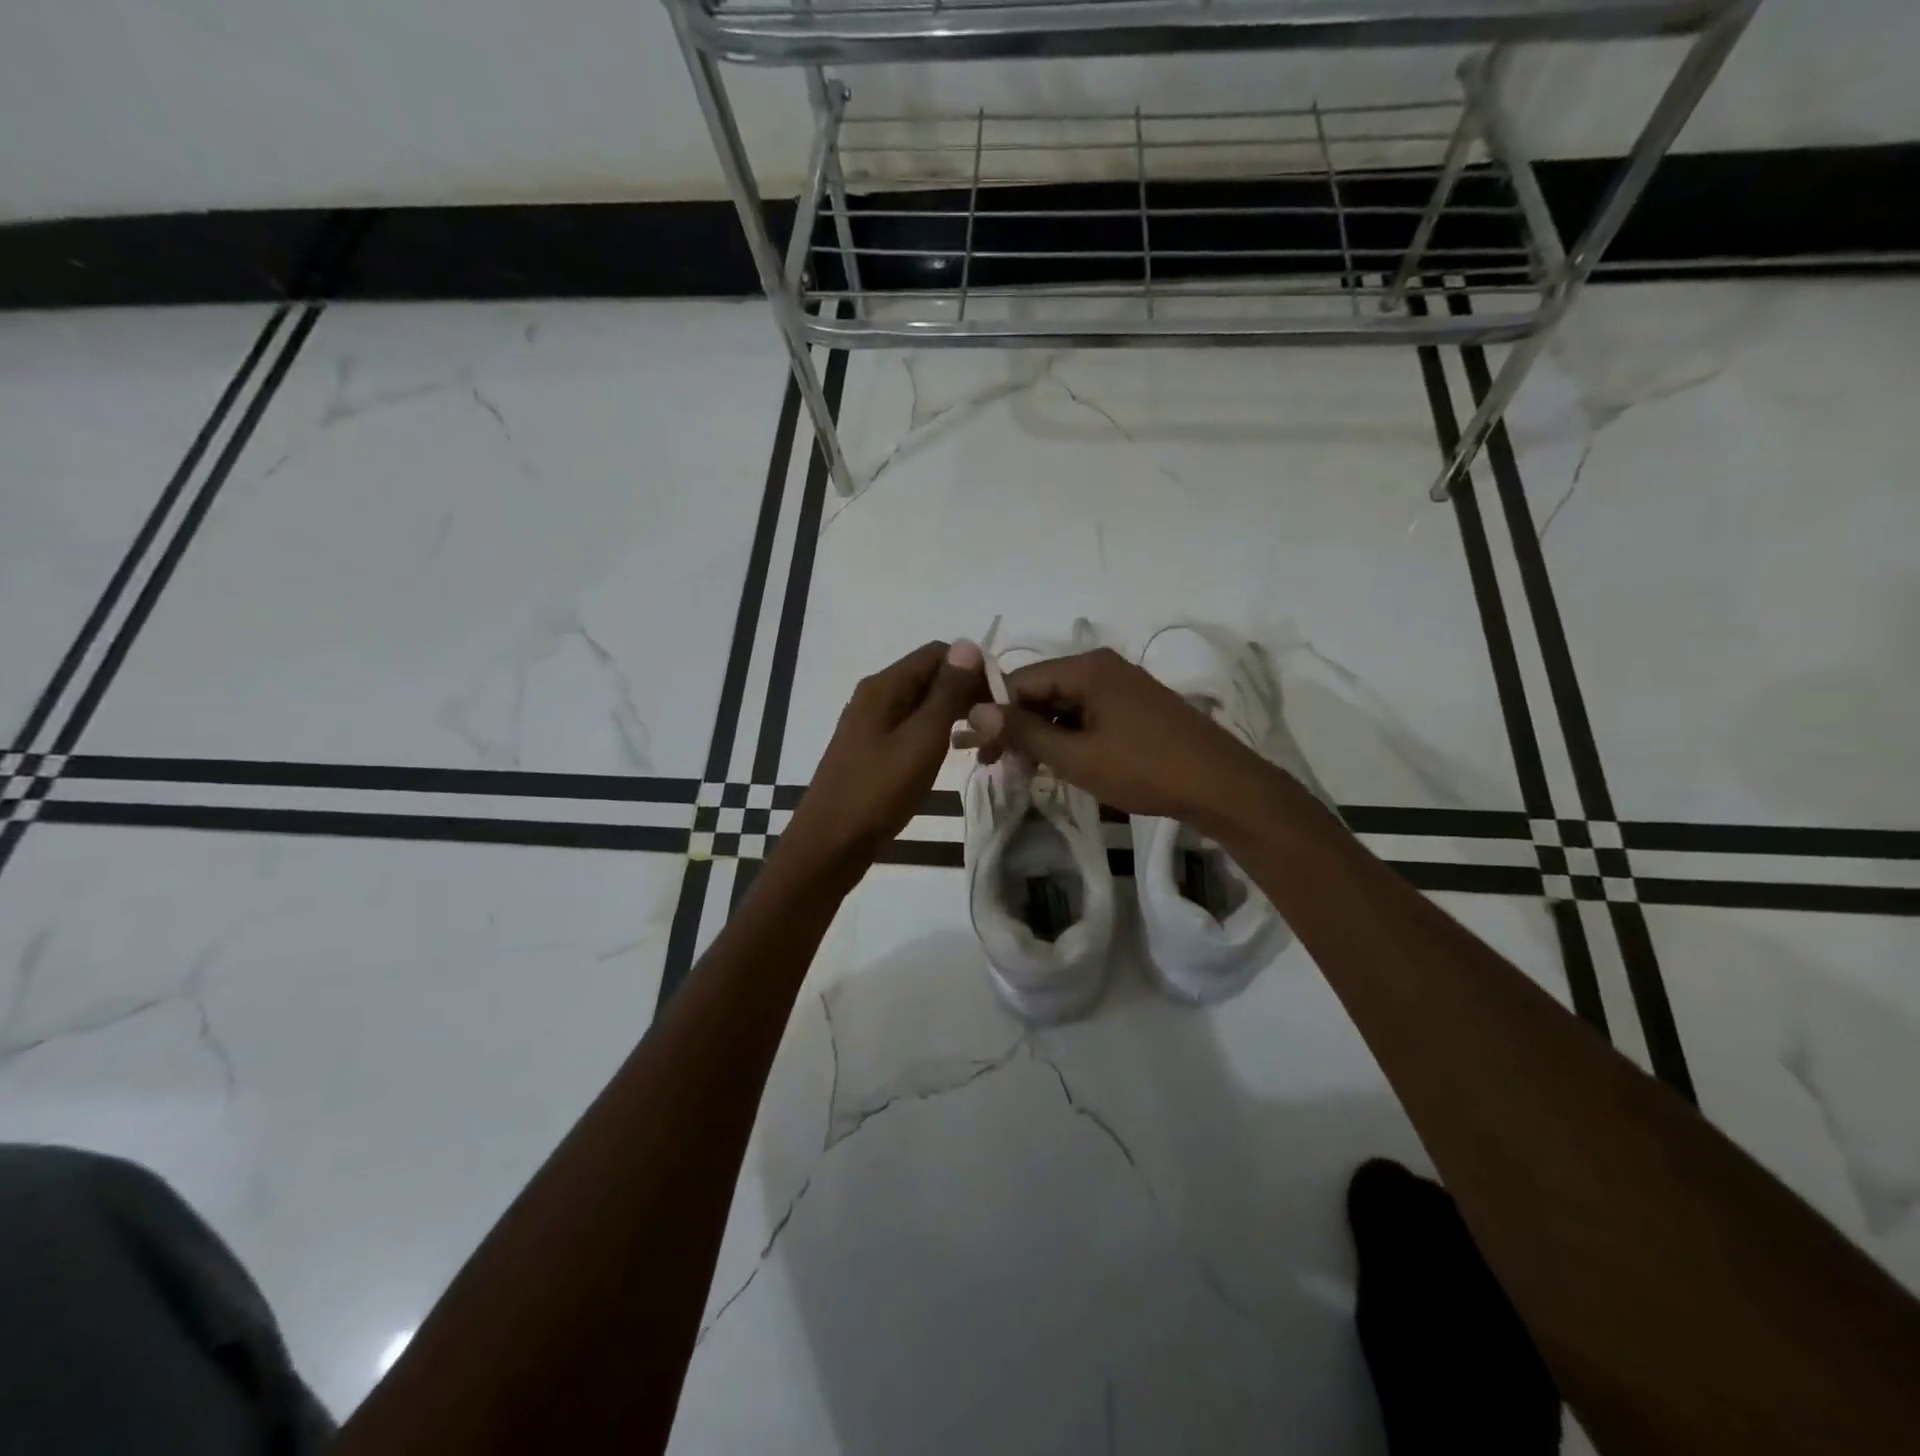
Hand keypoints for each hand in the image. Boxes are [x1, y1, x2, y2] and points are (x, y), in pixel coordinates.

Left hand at [780, 640, 987, 883]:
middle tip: (996, 725)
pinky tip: (951, 753)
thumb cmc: (878, 791)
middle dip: (965, 692)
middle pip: (929, 676)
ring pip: (922, 704)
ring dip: (953, 714)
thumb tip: (968, 645)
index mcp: (884, 686)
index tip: (1001, 699)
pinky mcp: (873, 749)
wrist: (830, 845)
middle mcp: (875, 696)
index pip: (938, 653)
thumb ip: (946, 693)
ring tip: (982, 740)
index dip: (973, 668)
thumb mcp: (921, 739)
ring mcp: (871, 724)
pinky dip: (935, 733)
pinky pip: (911, 727)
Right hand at [968, 648, 1272, 827]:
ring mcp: (1122, 687)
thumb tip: (973, 711)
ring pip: (1064, 707)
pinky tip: (1058, 764)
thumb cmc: (1144, 769)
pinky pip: (1087, 716)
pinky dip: (1068, 738)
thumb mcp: (1076, 756)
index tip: (975, 750)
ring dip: (1041, 736)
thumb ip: (1024, 732)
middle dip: (1016, 728)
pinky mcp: (1135, 708)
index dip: (994, 714)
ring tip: (1024, 771)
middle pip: (1042, 692)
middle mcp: (1102, 668)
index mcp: (1087, 668)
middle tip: (996, 767)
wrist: (1221, 786)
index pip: (1021, 681)